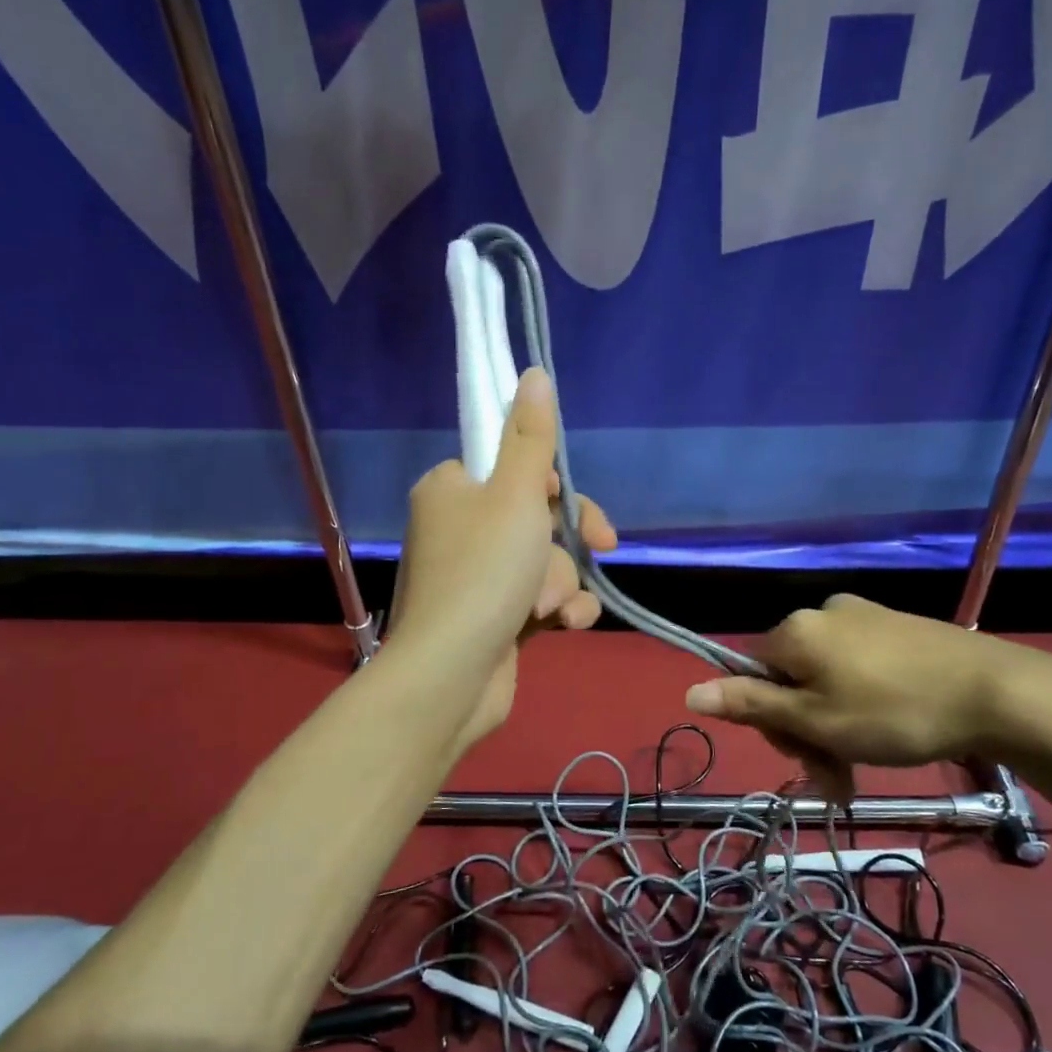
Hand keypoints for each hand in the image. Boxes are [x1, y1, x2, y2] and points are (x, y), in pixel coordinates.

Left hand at [389, 368, 616, 748]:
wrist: (451, 677)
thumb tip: (534, 374)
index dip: (557, 487)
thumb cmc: (483, 574)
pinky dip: (558, 610)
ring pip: (545, 562)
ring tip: (549, 610)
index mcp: (453, 489)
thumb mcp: (516, 496)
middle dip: (566, 543)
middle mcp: (459, 528)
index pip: (515, 468)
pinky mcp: (492, 617)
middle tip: (600, 548)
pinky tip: (564, 626)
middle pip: (539, 517)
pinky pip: (539, 598)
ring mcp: (475, 577)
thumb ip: (532, 438)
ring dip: (561, 583)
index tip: (580, 507)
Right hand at [683, 594, 1051, 769]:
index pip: (751, 675)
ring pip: (825, 677)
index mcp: (794, 631)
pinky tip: (889, 729)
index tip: (804, 757)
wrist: (996, 692)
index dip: (769, 721)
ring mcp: (863, 616)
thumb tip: (689, 690)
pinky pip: (858, 666)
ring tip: (862, 766)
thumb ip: (752, 706)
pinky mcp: (896, 627)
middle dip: (805, 728)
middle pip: (789, 677)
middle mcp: (822, 613)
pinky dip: (861, 702)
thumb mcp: (816, 721)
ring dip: (833, 723)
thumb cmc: (893, 712)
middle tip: (839, 774)